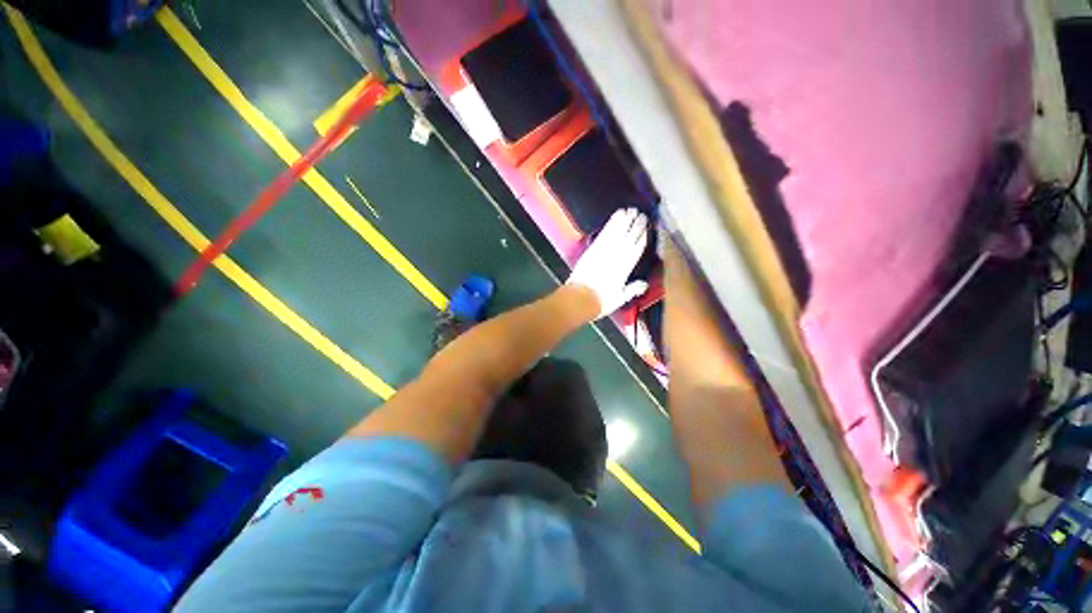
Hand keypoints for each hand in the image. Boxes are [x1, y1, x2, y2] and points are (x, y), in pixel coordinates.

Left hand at [566, 208, 649, 318]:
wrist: (581, 297)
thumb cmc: (600, 301)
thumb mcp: (620, 298)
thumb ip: (632, 289)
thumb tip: (645, 285)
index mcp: (626, 268)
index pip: (638, 248)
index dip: (643, 236)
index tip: (648, 227)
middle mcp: (618, 256)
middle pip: (630, 237)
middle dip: (637, 225)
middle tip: (642, 214)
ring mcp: (606, 250)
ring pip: (619, 231)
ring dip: (626, 220)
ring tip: (631, 210)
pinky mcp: (594, 248)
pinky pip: (607, 232)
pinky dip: (613, 222)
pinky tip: (617, 215)